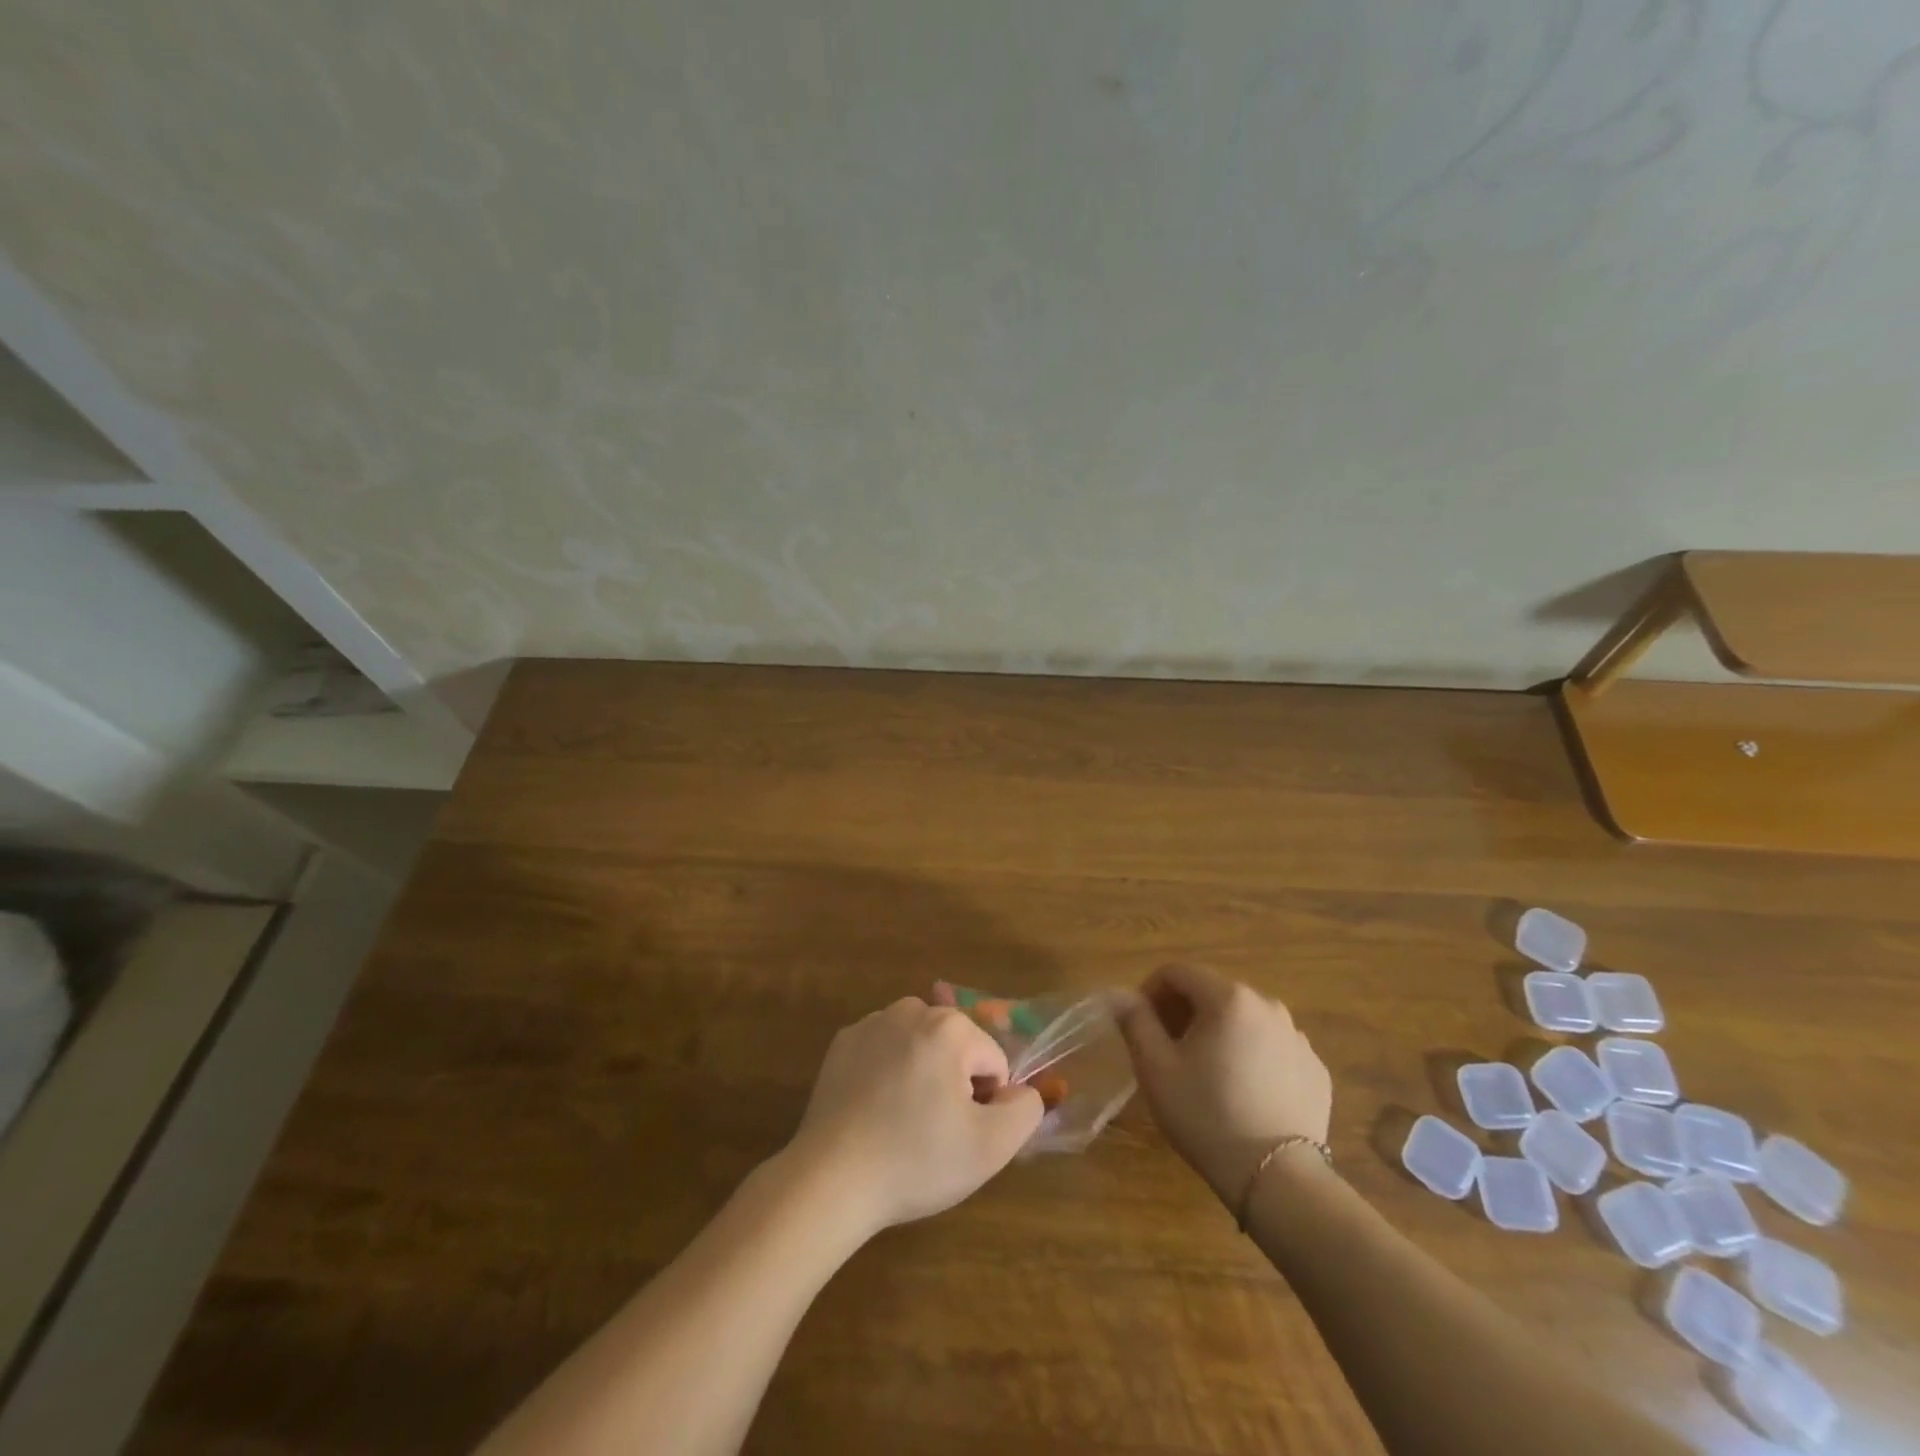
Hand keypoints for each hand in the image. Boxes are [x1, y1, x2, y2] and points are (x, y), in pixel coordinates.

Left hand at [787, 997, 1042, 1237]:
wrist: (831, 1179)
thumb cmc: (916, 1160)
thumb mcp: (991, 1147)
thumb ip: (1025, 1110)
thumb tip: (1022, 1092)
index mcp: (950, 1027)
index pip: (994, 1063)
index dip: (986, 1104)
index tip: (959, 1135)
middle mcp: (911, 1010)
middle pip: (957, 1049)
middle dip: (954, 1084)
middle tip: (932, 1132)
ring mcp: (872, 1023)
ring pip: (920, 1047)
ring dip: (922, 1075)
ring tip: (902, 1124)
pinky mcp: (842, 1043)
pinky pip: (884, 1052)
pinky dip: (887, 1074)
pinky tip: (873, 1113)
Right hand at [1120, 964, 1332, 1206]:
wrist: (1277, 1180)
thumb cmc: (1206, 1115)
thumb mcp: (1156, 1068)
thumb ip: (1135, 1022)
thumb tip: (1122, 996)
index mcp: (1228, 998)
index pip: (1178, 972)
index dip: (1151, 990)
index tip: (1140, 1022)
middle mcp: (1268, 1006)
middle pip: (1213, 992)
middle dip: (1184, 1011)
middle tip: (1168, 1048)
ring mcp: (1297, 1038)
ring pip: (1245, 1020)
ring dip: (1219, 1032)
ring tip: (1206, 1072)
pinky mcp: (1315, 1070)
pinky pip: (1273, 1048)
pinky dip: (1252, 1056)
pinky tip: (1242, 1092)